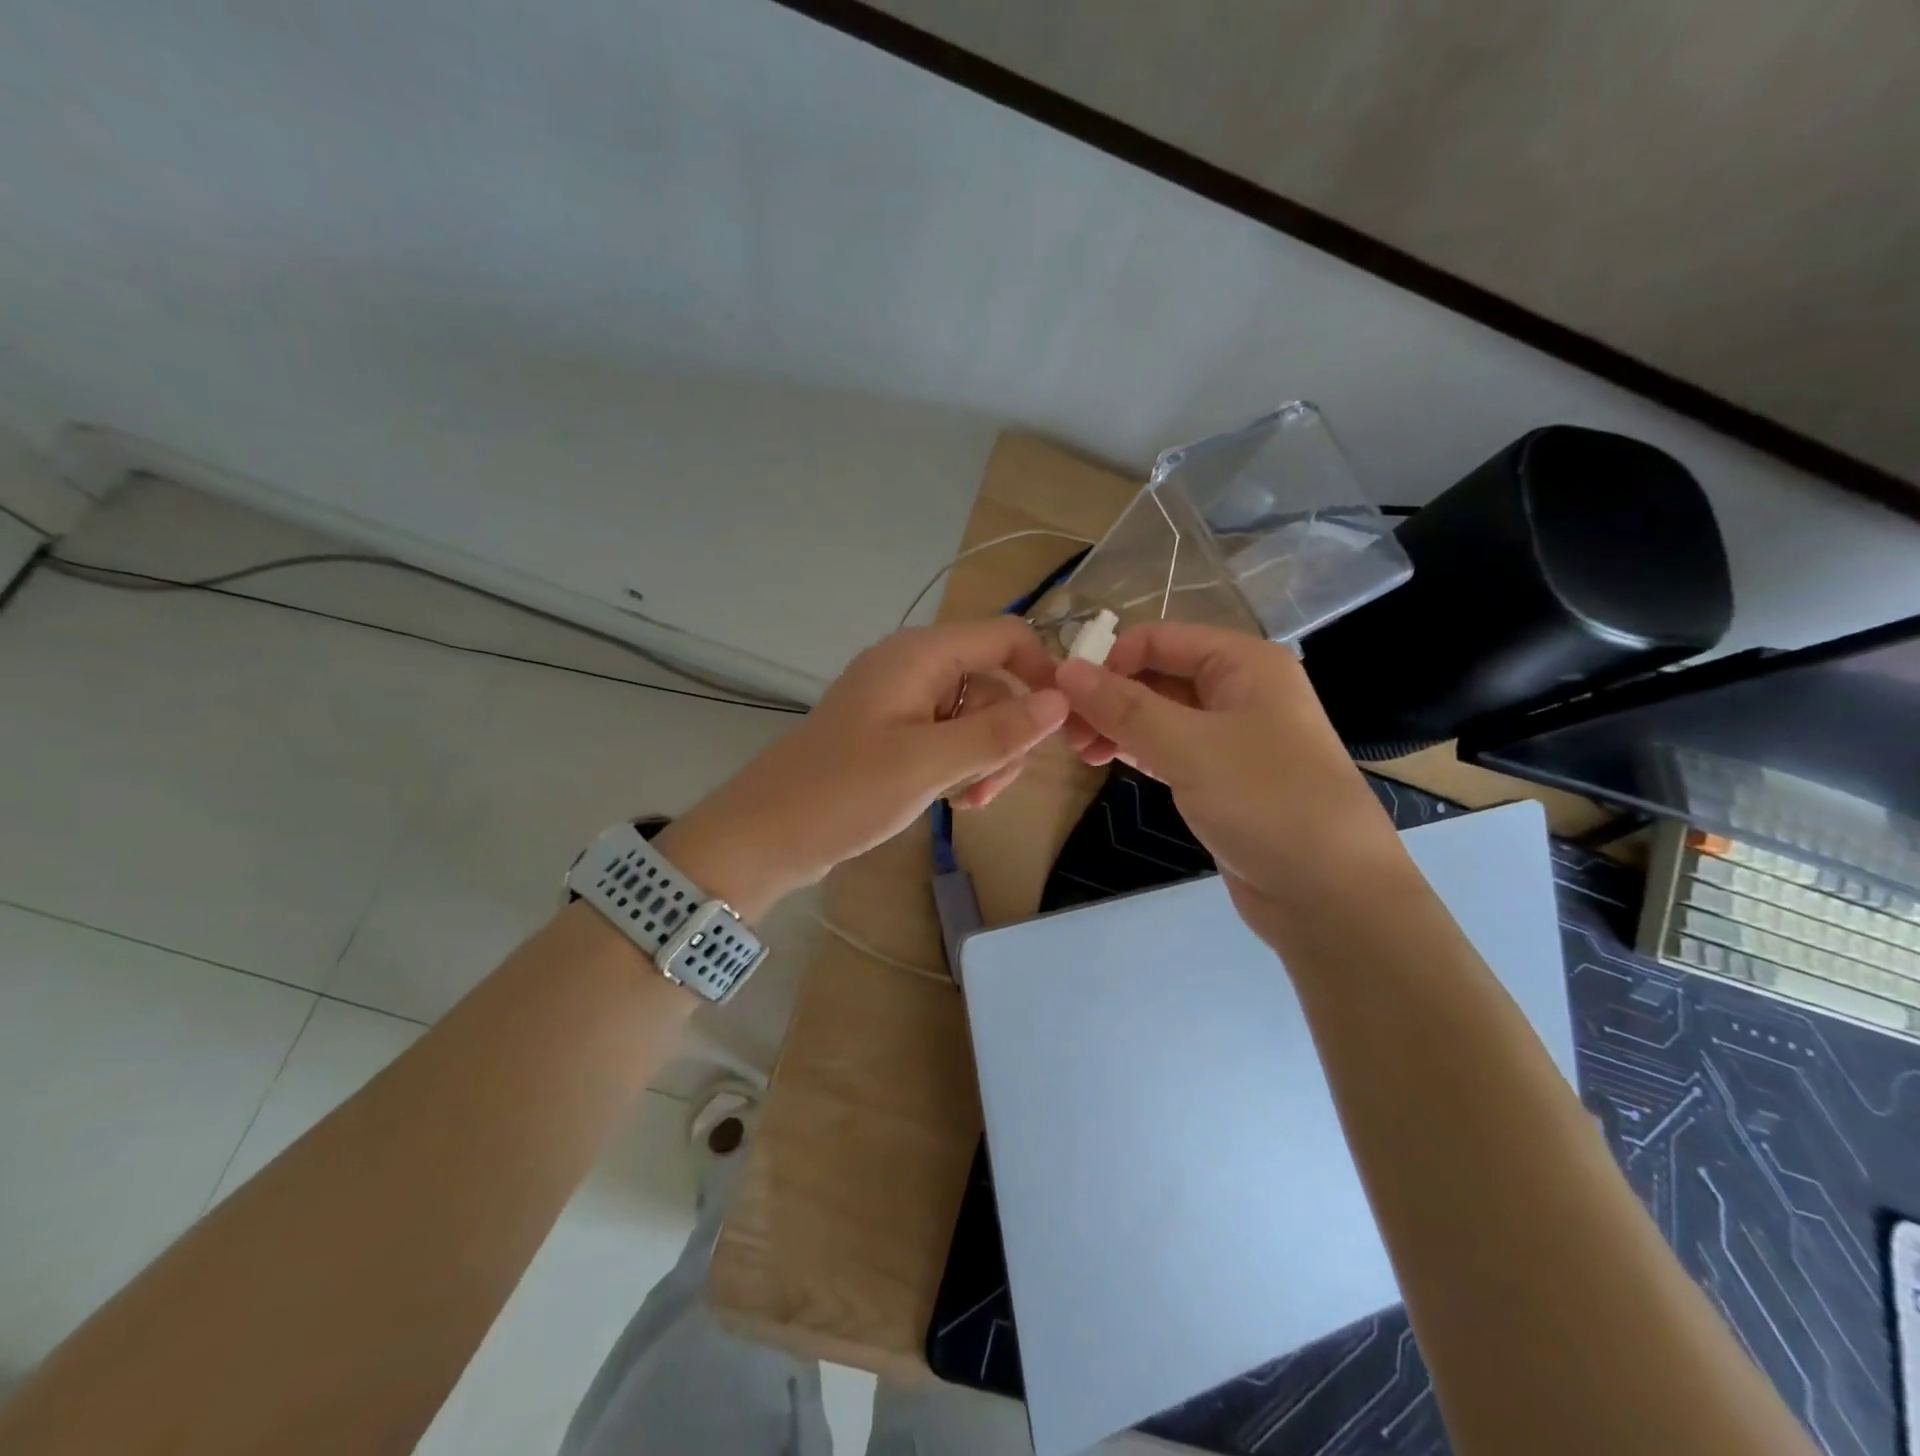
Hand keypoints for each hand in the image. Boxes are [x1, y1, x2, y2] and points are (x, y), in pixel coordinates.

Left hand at [663, 619, 1068, 915]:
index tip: (1063, 727)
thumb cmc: (844, 791)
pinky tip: (951, 802)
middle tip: (989, 787)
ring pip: (974, 718)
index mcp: (920, 655)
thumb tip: (1061, 700)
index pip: (1005, 638)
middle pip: (993, 685)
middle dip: (1005, 736)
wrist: (765, 835)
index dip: (1042, 674)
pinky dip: (959, 767)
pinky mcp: (893, 735)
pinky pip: (948, 740)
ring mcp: (902, 703)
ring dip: (983, 759)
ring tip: (965, 802)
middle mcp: (914, 668)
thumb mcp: (928, 763)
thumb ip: (998, 731)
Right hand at [1056, 622, 1405, 930]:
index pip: (1159, 639)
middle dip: (1108, 696)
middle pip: (1156, 675)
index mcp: (1243, 663)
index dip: (1109, 660)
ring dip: (1116, 725)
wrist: (1330, 894)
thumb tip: (1065, 669)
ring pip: (1158, 714)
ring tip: (1078, 752)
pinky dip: (1135, 750)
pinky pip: (1168, 748)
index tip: (1066, 697)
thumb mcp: (1189, 747)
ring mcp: (1230, 736)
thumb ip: (1124, 707)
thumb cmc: (1267, 802)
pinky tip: (1104, 761)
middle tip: (1065, 732)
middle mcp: (1238, 690)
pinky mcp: (1220, 776)